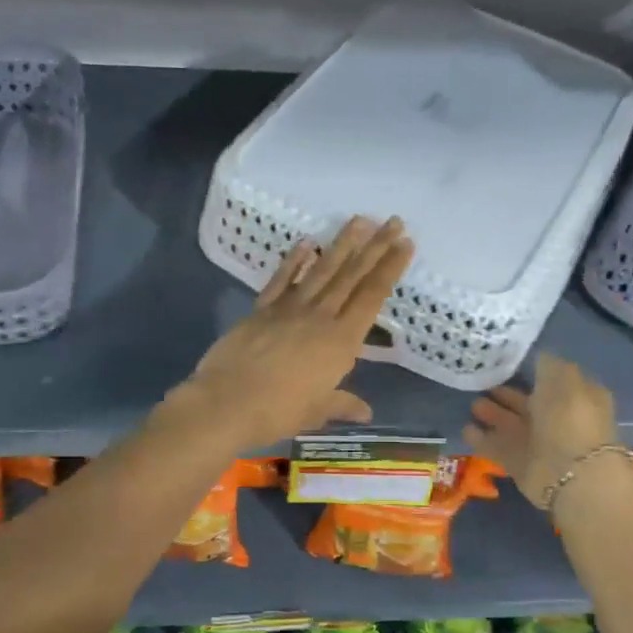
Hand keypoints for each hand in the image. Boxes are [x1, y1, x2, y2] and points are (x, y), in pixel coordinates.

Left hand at [169, 216, 413, 450]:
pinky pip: (282, 279)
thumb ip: (342, 404)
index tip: (406, 243)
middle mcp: (320, 316)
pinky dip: (295, 260)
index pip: (372, 297)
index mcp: (341, 341)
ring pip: (322, 270)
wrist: (226, 402)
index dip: (390, 269)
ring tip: (360, 220)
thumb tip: (366, 412)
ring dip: (342, 244)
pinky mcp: (262, 309)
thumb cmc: (278, 411)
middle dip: (375, 247)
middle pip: (352, 276)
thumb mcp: (316, 411)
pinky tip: (307, 242)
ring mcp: (289, 308)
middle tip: (393, 221)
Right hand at [464, 352, 620, 508]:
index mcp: (575, 397)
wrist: (571, 472)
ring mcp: (539, 444)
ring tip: (472, 404)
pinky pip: (498, 448)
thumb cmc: (569, 417)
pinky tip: (466, 429)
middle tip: (481, 383)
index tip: (505, 362)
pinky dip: (482, 439)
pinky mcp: (521, 465)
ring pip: (512, 425)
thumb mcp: (562, 377)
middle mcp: (558, 419)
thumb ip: (547, 364)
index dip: (532, 371)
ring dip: (493, 414)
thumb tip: (537, 356)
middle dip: (506, 394)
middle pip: (528, 404)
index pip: (552, 380)